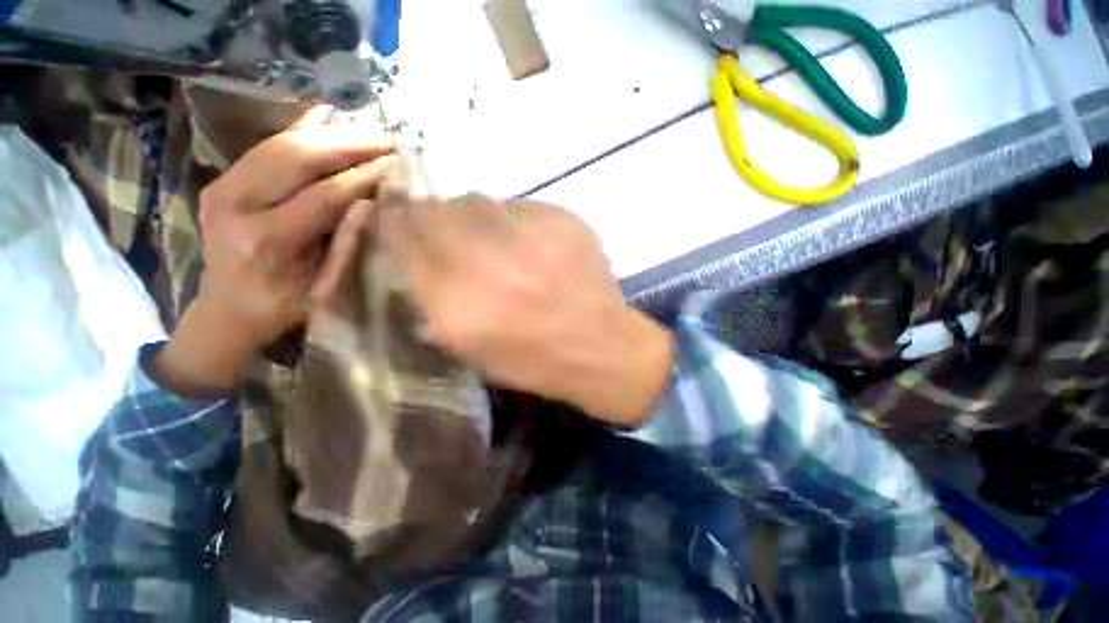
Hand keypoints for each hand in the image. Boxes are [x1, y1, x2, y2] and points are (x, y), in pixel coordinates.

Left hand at [153, 109, 395, 396]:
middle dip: (349, 143)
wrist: (227, 309)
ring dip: (329, 133)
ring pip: (280, 144)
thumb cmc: (283, 306)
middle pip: (297, 157)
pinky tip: (325, 116)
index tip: (396, 162)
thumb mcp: (325, 288)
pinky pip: (264, 147)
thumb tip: (371, 203)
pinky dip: (298, 130)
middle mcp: (236, 205)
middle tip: (387, 137)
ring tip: (368, 130)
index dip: (363, 176)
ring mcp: (221, 187)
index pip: (323, 195)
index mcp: (266, 241)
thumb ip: (346, 245)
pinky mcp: (221, 180)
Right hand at [381, 194, 673, 426]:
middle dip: (429, 216)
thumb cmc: (535, 361)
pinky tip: (529, 244)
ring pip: (476, 201)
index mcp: (459, 307)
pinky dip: (513, 220)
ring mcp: (529, 237)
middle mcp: (489, 264)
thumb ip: (434, 301)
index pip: (404, 242)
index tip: (397, 224)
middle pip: (435, 211)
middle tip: (443, 228)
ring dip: (471, 216)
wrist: (602, 348)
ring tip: (490, 238)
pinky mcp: (563, 220)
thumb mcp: (471, 349)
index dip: (395, 227)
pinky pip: (519, 206)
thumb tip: (416, 255)